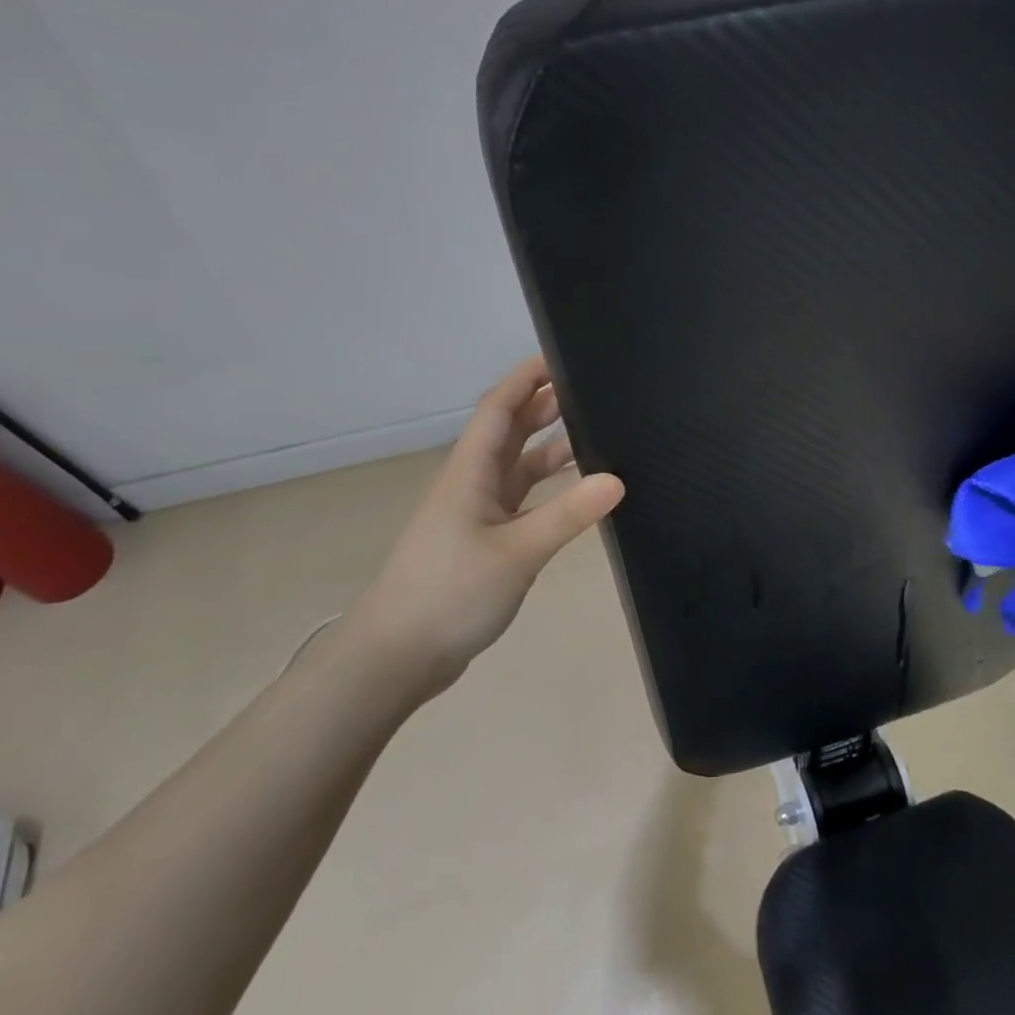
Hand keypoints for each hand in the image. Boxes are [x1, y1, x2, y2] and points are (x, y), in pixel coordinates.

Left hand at [335, 357, 623, 707]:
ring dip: (550, 449)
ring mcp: (478, 516)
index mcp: (470, 473)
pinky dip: (550, 491)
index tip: (562, 357)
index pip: (498, 409)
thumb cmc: (449, 593)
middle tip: (592, 392)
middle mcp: (472, 485)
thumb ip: (567, 515)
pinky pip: (523, 502)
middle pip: (510, 433)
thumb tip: (617, 479)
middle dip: (544, 407)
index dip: (526, 379)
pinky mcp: (485, 543)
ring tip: (596, 435)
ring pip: (519, 469)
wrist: (397, 657)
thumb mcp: (516, 552)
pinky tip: (578, 495)